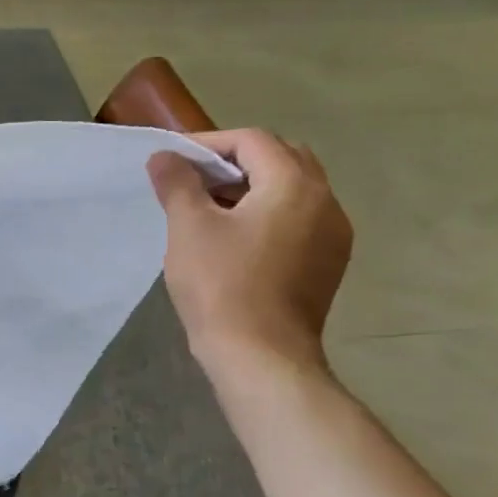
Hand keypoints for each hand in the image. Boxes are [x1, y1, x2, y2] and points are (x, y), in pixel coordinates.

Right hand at [146, 129, 351, 377]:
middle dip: (237, 161)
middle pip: (282, 159)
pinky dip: (268, 213)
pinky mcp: (328, 264)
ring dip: (253, 187)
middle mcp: (325, 202)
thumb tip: (164, 157)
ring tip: (209, 207)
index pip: (253, 141)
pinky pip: (299, 220)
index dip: (209, 143)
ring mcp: (333, 235)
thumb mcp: (189, 226)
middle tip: (196, 178)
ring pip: (293, 190)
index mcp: (294, 185)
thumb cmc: (221, 284)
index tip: (174, 160)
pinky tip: (235, 238)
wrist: (260, 355)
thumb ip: (177, 183)